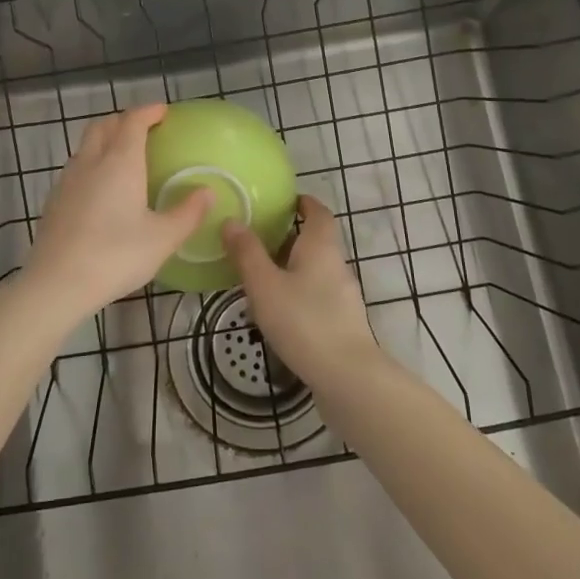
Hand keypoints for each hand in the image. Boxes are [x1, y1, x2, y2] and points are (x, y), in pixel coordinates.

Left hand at [15, 104, 210, 325]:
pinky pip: (76, 169)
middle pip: (103, 126)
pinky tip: (101, 190)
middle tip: (143, 128)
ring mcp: (67, 181)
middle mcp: (91, 162)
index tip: (163, 111)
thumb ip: (188, 213)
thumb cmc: (115, 256)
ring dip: (105, 141)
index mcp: (120, 163)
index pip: (132, 121)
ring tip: (123, 157)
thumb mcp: (162, 239)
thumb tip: (207, 192)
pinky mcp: (54, 201)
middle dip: (123, 120)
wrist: (56, 284)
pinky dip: (92, 165)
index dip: (148, 111)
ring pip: (86, 146)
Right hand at [221, 195, 379, 389]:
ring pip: (315, 270)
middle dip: (289, 237)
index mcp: (321, 246)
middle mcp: (336, 264)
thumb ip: (247, 253)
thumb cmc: (304, 321)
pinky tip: (278, 311)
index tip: (283, 201)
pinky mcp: (342, 322)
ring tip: (260, 276)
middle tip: (258, 239)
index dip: (303, 203)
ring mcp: (343, 295)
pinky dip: (298, 293)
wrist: (347, 377)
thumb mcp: (265, 285)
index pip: (318, 212)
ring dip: (292, 267)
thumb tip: (232, 220)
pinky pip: (317, 295)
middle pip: (316, 240)